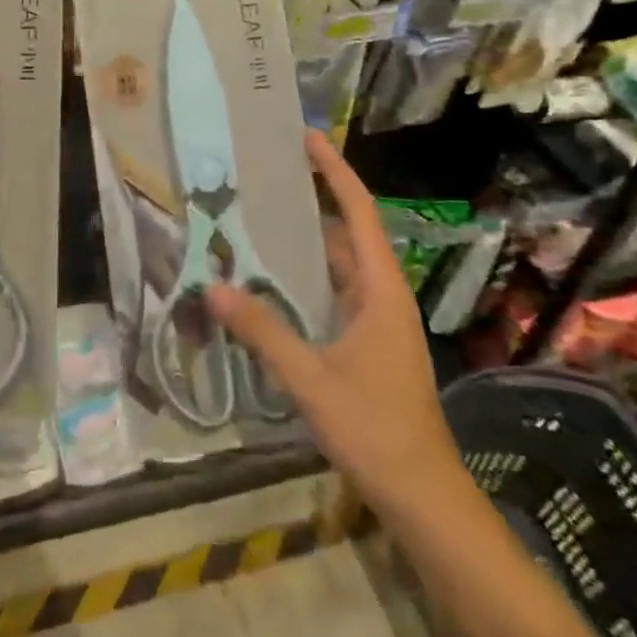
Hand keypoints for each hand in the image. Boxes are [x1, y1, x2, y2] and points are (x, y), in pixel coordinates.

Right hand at [206, 131, 462, 516]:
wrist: (423, 497)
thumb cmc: (375, 429)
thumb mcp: (311, 378)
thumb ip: (262, 331)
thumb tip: (212, 286)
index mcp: (381, 290)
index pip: (360, 213)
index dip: (335, 172)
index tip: (308, 139)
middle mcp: (382, 296)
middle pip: (347, 234)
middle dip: (311, 203)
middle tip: (264, 180)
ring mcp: (378, 322)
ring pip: (338, 267)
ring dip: (305, 244)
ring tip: (258, 223)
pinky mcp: (369, 345)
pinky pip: (334, 294)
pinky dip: (305, 280)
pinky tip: (270, 285)